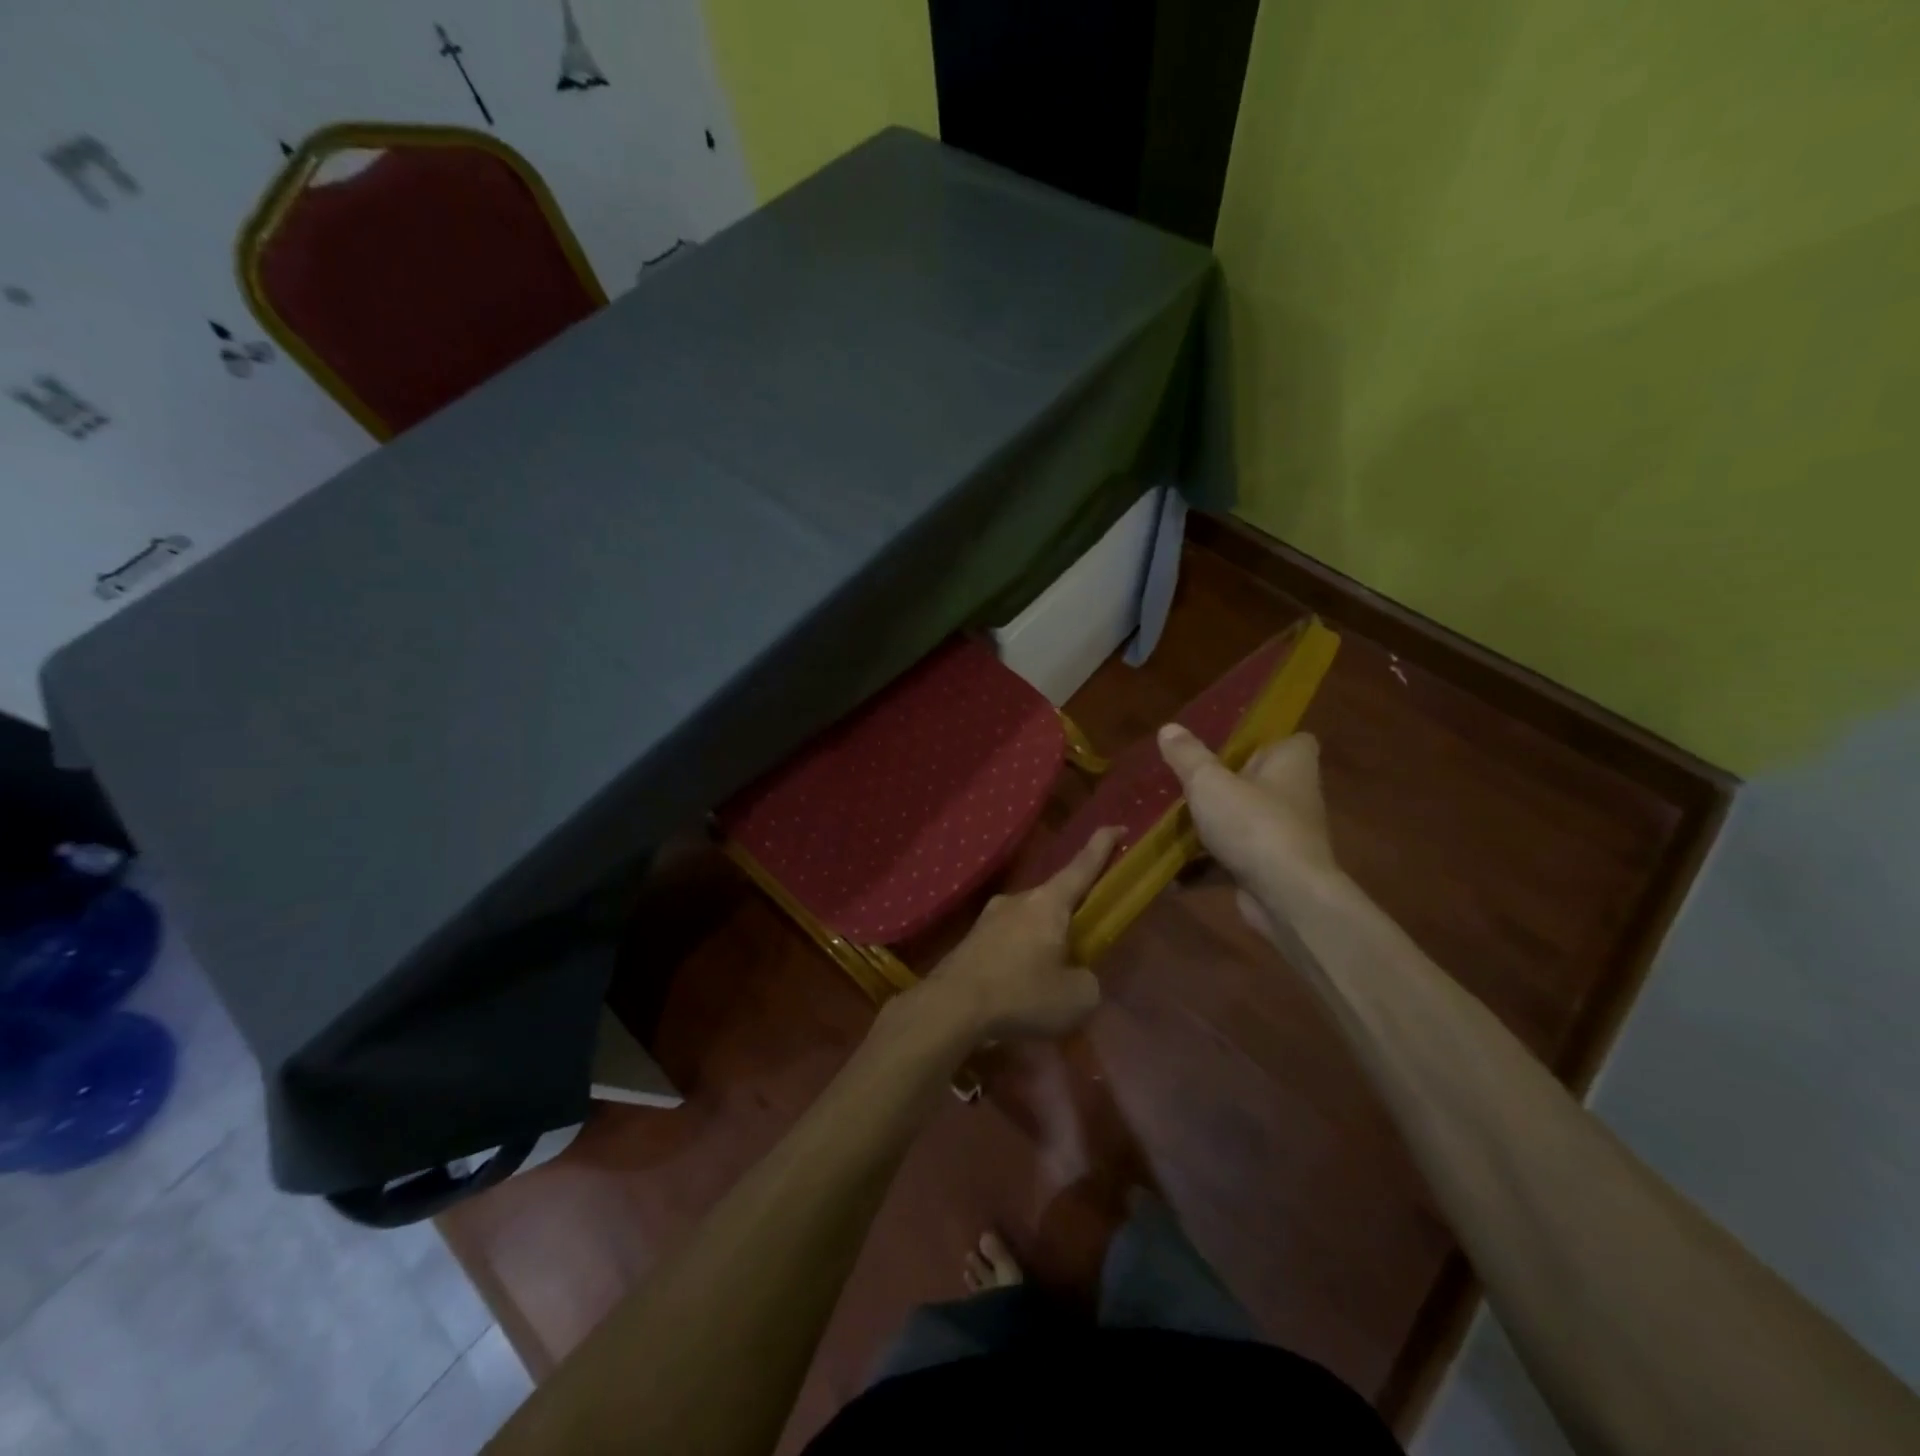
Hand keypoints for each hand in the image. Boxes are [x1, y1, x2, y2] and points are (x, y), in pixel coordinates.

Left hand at [911, 827, 1120, 1044]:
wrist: (950, 1006)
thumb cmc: (1021, 994)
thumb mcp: (1076, 998)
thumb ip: (1087, 980)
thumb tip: (1076, 974)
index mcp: (1048, 903)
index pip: (1082, 866)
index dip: (1102, 846)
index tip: (1118, 826)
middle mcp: (1018, 899)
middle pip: (1054, 899)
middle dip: (1071, 917)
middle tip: (1083, 945)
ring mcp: (989, 917)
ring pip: (1028, 923)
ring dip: (1042, 942)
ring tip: (1048, 980)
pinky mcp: (971, 940)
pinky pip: (1006, 943)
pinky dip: (1019, 959)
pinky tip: (1018, 989)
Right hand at [1156, 725, 1342, 937]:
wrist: (1287, 898)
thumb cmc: (1253, 825)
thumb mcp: (1209, 782)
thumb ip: (1187, 756)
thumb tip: (1169, 728)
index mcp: (1291, 763)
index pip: (1293, 740)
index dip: (1264, 740)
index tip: (1228, 744)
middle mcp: (1293, 796)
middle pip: (1257, 781)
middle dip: (1222, 782)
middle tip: (1183, 778)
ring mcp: (1282, 835)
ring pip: (1240, 821)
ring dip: (1209, 824)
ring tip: (1167, 821)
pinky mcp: (1268, 869)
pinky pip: (1230, 859)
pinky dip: (1203, 865)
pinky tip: (1170, 871)